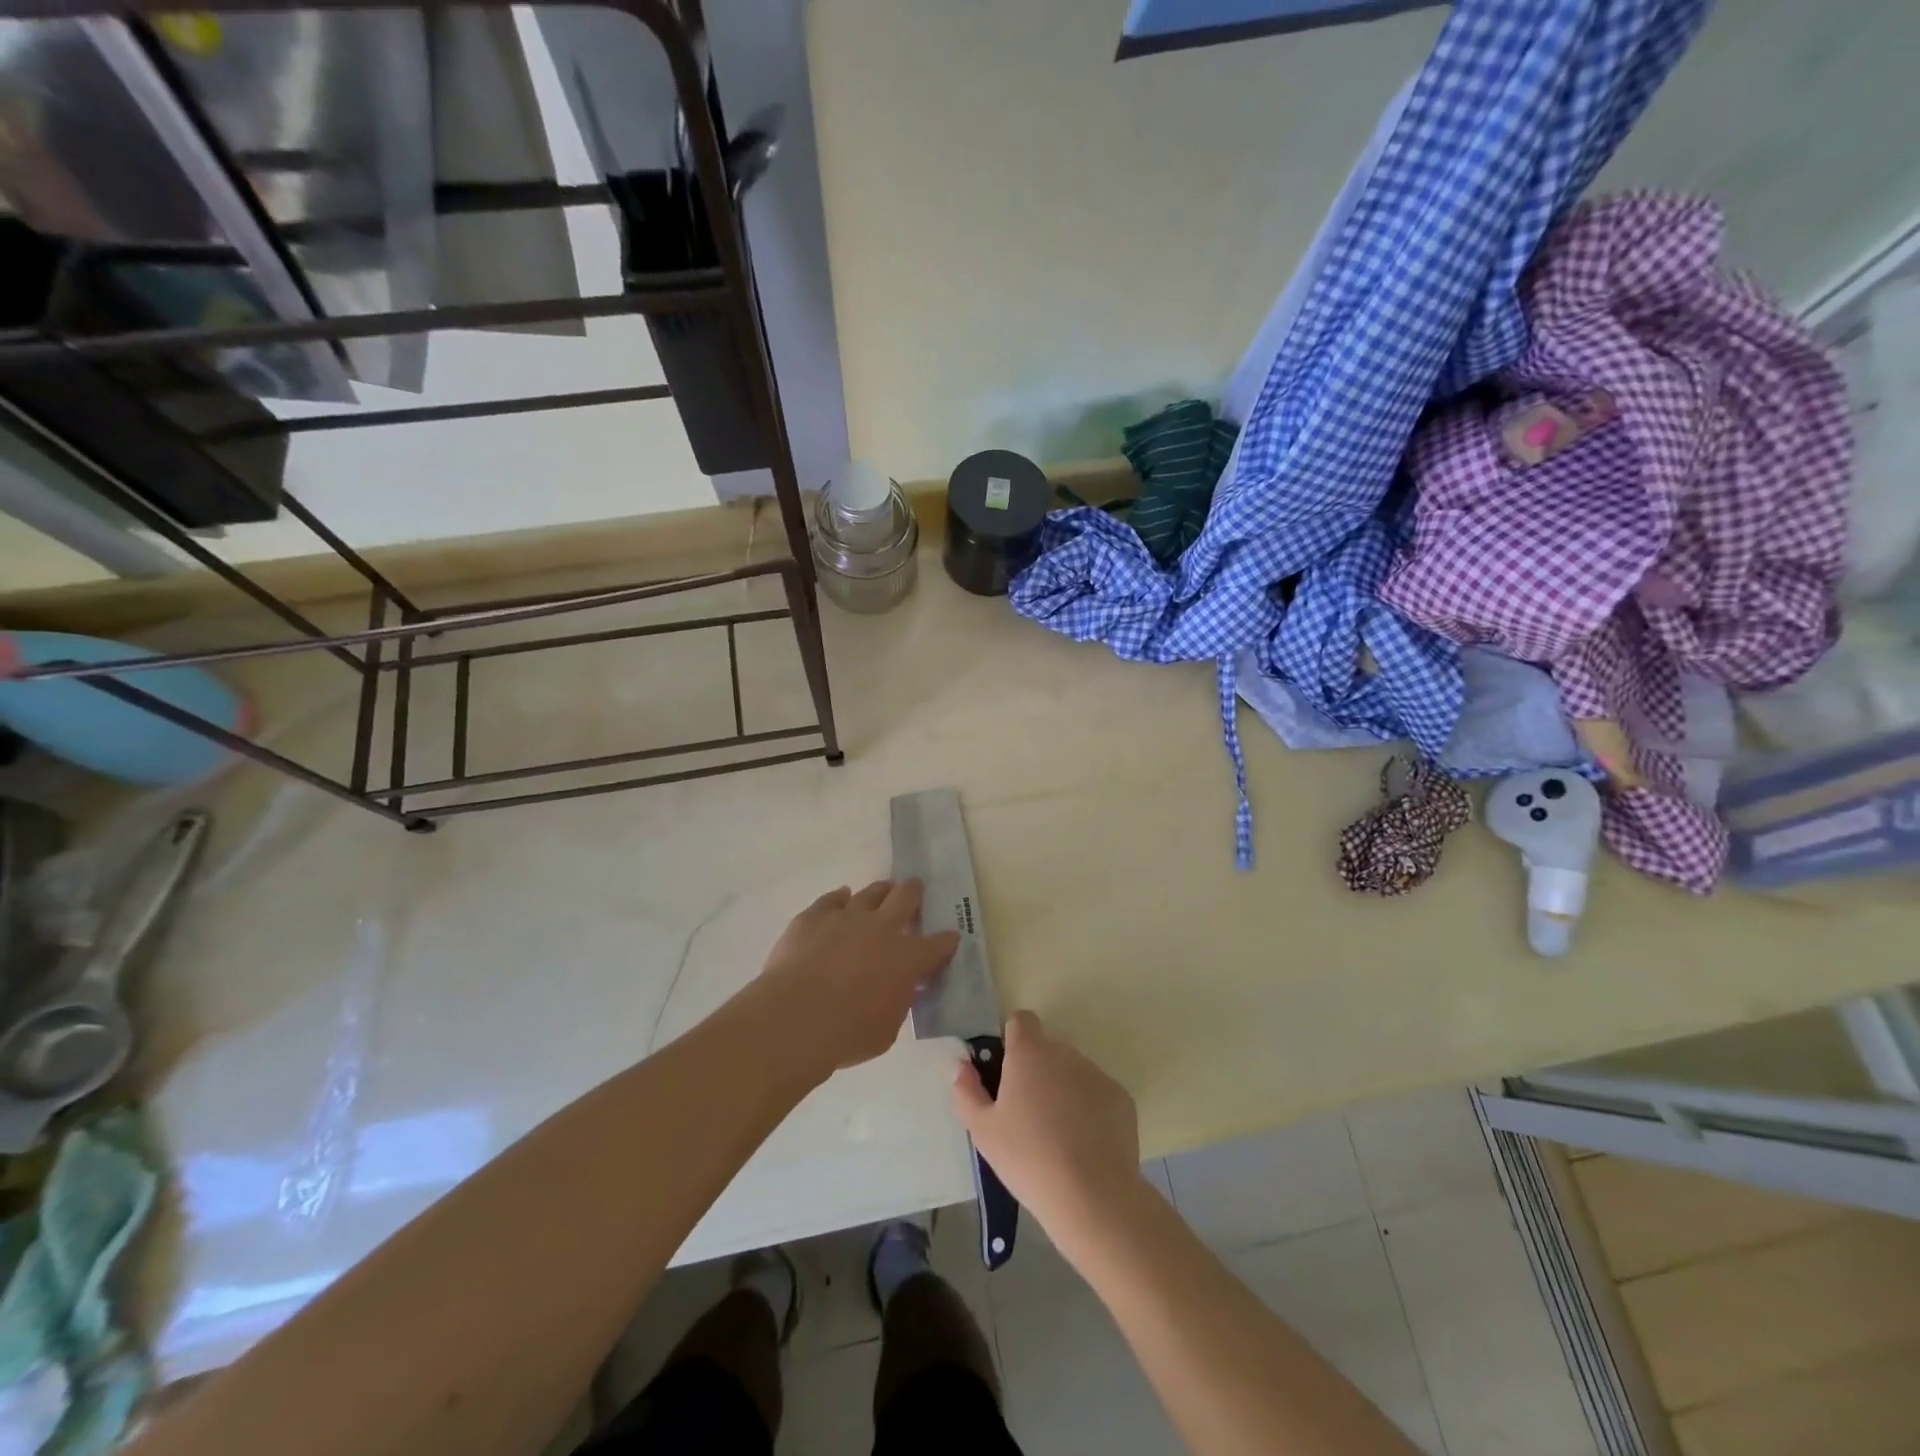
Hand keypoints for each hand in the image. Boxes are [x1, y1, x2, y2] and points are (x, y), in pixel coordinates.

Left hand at [751, 880, 958, 1082]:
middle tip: (914, 892)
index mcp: (907, 958)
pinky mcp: (815, 916)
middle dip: (914, 892)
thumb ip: (898, 1002)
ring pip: (871, 892)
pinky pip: (832, 898)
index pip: (939, 944)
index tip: (949, 939)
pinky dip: (839, 899)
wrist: (795, 1018)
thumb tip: (900, 988)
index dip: (946, 941)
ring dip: (880, 892)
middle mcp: (882, 928)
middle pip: (906, 896)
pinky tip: (840, 899)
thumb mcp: (888, 1029)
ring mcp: (847, 916)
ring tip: (882, 892)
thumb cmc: (847, 1034)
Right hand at [952, 1012, 1141, 1252]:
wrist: (1092, 1195)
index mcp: (1030, 1052)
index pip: (1021, 1021)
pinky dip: (1090, 1109)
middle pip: (1047, 1049)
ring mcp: (1096, 1073)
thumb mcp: (983, 1131)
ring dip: (1063, 1089)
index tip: (1006, 1070)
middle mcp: (1065, 1053)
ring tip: (1057, 1135)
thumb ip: (967, 1091)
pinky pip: (1098, 1094)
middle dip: (1037, 1070)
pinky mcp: (1121, 1098)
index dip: (1012, 1039)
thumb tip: (960, 1066)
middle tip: (1027, 1113)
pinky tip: (1085, 1145)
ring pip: (1073, 1072)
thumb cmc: (1028, 1158)